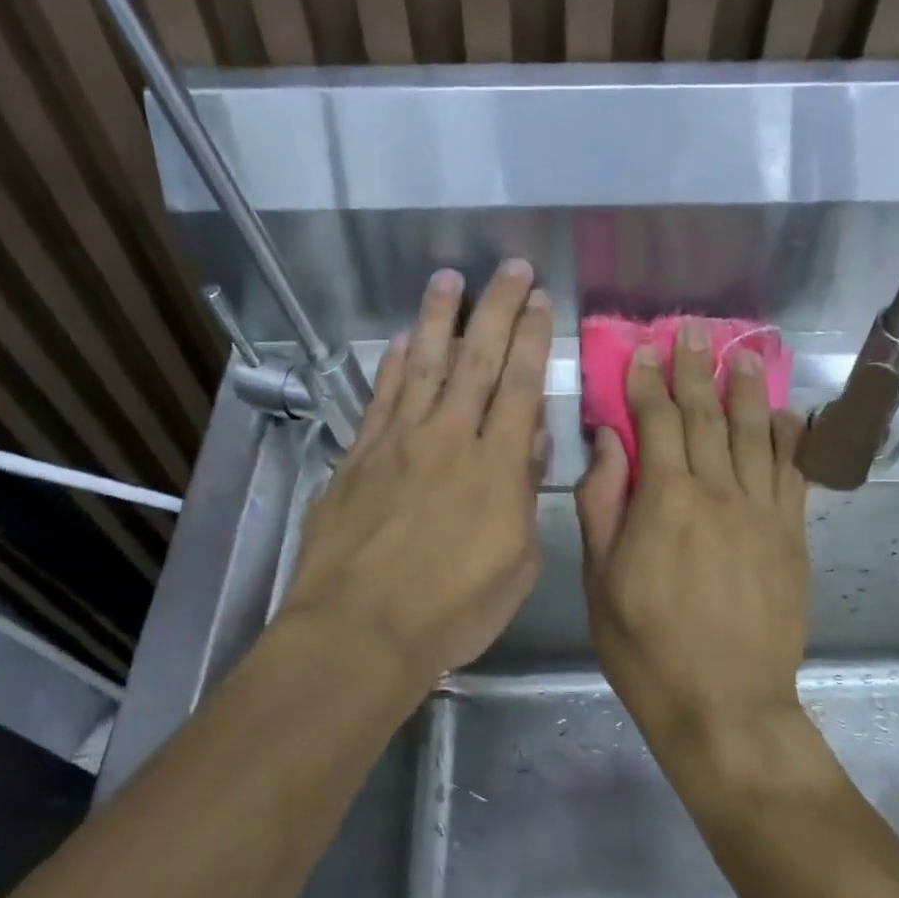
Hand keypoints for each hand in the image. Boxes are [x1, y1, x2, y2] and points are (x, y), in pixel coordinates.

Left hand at [279, 261, 550, 683]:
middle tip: (510, 267)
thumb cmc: (452, 610)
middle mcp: (449, 439)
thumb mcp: (517, 564)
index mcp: (497, 467)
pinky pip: (379, 399)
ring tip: (448, 278)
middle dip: (497, 308)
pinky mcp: (358, 457)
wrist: (360, 630)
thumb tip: (527, 440)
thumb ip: (523, 495)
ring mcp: (398, 443)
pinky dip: (391, 365)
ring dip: (438, 319)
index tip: (540, 299)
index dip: (531, 337)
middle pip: (477, 360)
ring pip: (423, 365)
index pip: (520, 385)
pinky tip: (398, 341)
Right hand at [576, 322, 809, 754]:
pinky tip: (787, 414)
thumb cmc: (646, 646)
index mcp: (664, 500)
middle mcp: (717, 492)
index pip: (656, 423)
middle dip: (696, 370)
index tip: (644, 351)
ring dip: (746, 390)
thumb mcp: (600, 580)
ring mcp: (761, 512)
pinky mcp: (791, 537)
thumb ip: (602, 505)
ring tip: (742, 353)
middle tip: (694, 332)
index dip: (648, 383)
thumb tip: (608, 443)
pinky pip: (793, 475)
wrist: (724, 703)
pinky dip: (790, 440)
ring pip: (755, 435)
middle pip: (706, 417)